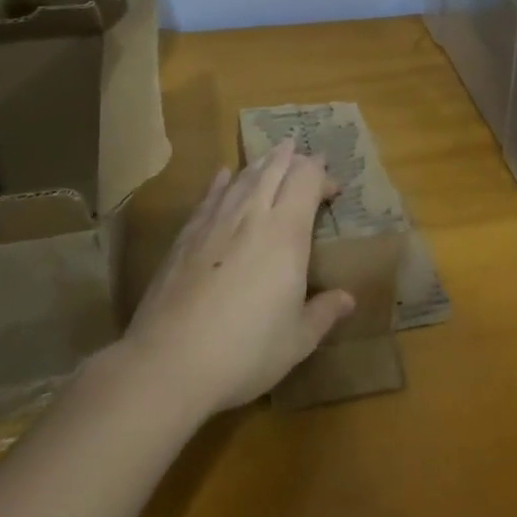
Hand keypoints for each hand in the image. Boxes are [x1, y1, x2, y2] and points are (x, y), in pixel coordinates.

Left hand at [121, 140, 354, 415]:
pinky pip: (209, 197)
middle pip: (274, 170)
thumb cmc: (245, 351)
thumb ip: (324, 313)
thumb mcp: (297, 340)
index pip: (306, 181)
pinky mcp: (185, 238)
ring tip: (271, 156)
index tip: (333, 190)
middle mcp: (251, 216)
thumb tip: (348, 299)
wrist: (168, 364)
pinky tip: (223, 175)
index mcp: (286, 233)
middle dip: (291, 158)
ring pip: (242, 178)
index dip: (321, 176)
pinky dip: (221, 182)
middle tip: (302, 153)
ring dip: (260, 164)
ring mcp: (214, 223)